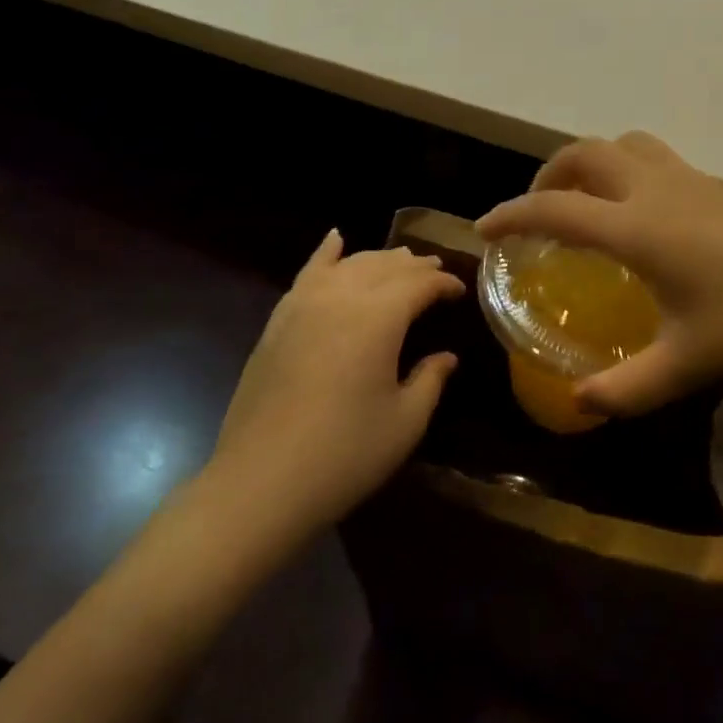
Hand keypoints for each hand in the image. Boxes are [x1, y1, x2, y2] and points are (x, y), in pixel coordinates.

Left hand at [207, 232, 463, 528]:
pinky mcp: (278, 322)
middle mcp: (342, 298)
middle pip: (385, 267)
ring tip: (399, 262)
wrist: (261, 483)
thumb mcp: (406, 422)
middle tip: (435, 274)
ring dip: (379, 259)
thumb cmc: (345, 454)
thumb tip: (446, 357)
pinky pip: (307, 273)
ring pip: (349, 264)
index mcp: (379, 318)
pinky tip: (336, 239)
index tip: (461, 292)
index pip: (420, 284)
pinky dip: (325, 253)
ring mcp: (303, 306)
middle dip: (415, 267)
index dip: (444, 284)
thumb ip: (430, 380)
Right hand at [476, 134, 722, 417]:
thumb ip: (629, 389)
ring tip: (586, 202)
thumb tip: (580, 406)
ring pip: (624, 146)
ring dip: (592, 163)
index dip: (511, 215)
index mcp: (637, 227)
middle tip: (538, 211)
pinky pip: (656, 160)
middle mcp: (655, 189)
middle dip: (549, 175)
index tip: (484, 230)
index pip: (554, 209)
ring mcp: (691, 179)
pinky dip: (628, 171)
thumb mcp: (691, 364)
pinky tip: (645, 217)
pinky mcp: (719, 184)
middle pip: (585, 153)